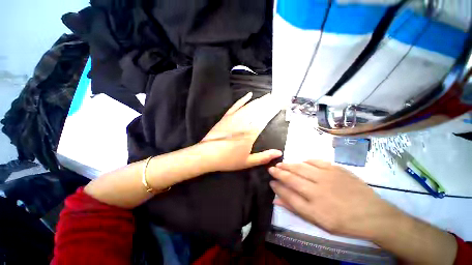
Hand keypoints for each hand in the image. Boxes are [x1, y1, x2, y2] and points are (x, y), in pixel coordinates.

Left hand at [200, 92, 282, 171]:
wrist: (207, 155)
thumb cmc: (228, 160)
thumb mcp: (248, 162)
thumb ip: (264, 157)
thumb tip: (279, 153)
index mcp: (251, 133)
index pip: (266, 118)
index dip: (274, 110)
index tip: (282, 103)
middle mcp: (244, 122)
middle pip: (259, 110)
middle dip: (270, 102)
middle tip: (278, 95)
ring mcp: (234, 118)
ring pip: (250, 106)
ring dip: (260, 100)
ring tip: (268, 95)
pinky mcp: (226, 117)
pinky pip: (236, 105)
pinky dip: (243, 100)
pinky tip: (249, 94)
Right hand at [269, 160, 401, 239]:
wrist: (373, 214)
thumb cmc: (344, 222)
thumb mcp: (318, 222)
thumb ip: (296, 208)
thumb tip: (277, 200)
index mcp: (314, 208)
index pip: (288, 194)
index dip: (277, 187)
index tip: (270, 182)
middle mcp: (317, 190)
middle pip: (291, 178)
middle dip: (279, 172)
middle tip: (271, 168)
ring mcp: (327, 177)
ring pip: (300, 167)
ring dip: (288, 165)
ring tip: (281, 164)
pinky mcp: (336, 169)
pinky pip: (315, 161)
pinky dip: (305, 161)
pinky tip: (301, 161)